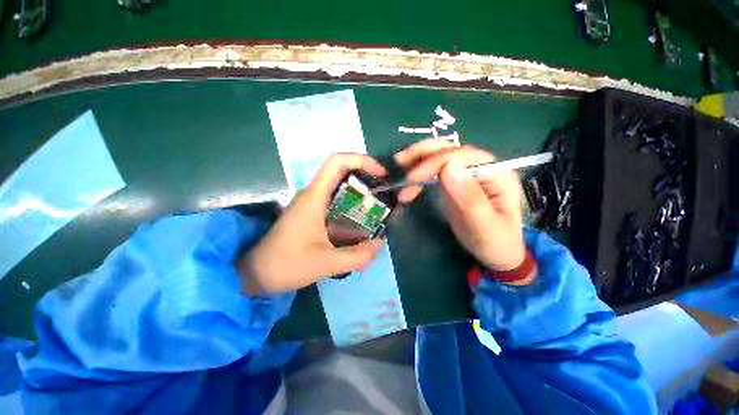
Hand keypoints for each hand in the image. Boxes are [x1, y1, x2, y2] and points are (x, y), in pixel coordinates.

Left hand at [239, 154, 386, 294]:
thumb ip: (357, 256)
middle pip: (342, 173)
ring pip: (341, 191)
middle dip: (366, 179)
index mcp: (314, 197)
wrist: (255, 275)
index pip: (337, 162)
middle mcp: (313, 195)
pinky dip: (353, 212)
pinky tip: (362, 228)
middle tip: (384, 195)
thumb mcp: (326, 263)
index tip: (381, 174)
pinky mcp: (313, 216)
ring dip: (361, 197)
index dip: (362, 160)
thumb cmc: (286, 265)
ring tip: (379, 212)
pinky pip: (337, 206)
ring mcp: (313, 205)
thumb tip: (379, 244)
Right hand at [395, 138, 529, 278]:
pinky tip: (408, 174)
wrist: (496, 252)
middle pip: (450, 149)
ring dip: (418, 158)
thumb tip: (448, 166)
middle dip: (422, 154)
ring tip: (399, 165)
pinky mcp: (455, 181)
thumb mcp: (484, 226)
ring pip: (440, 154)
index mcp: (496, 172)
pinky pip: (435, 168)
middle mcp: (481, 166)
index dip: (434, 163)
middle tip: (399, 163)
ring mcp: (466, 172)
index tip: (412, 181)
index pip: (461, 156)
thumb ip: (469, 198)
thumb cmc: (494, 242)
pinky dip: (419, 168)